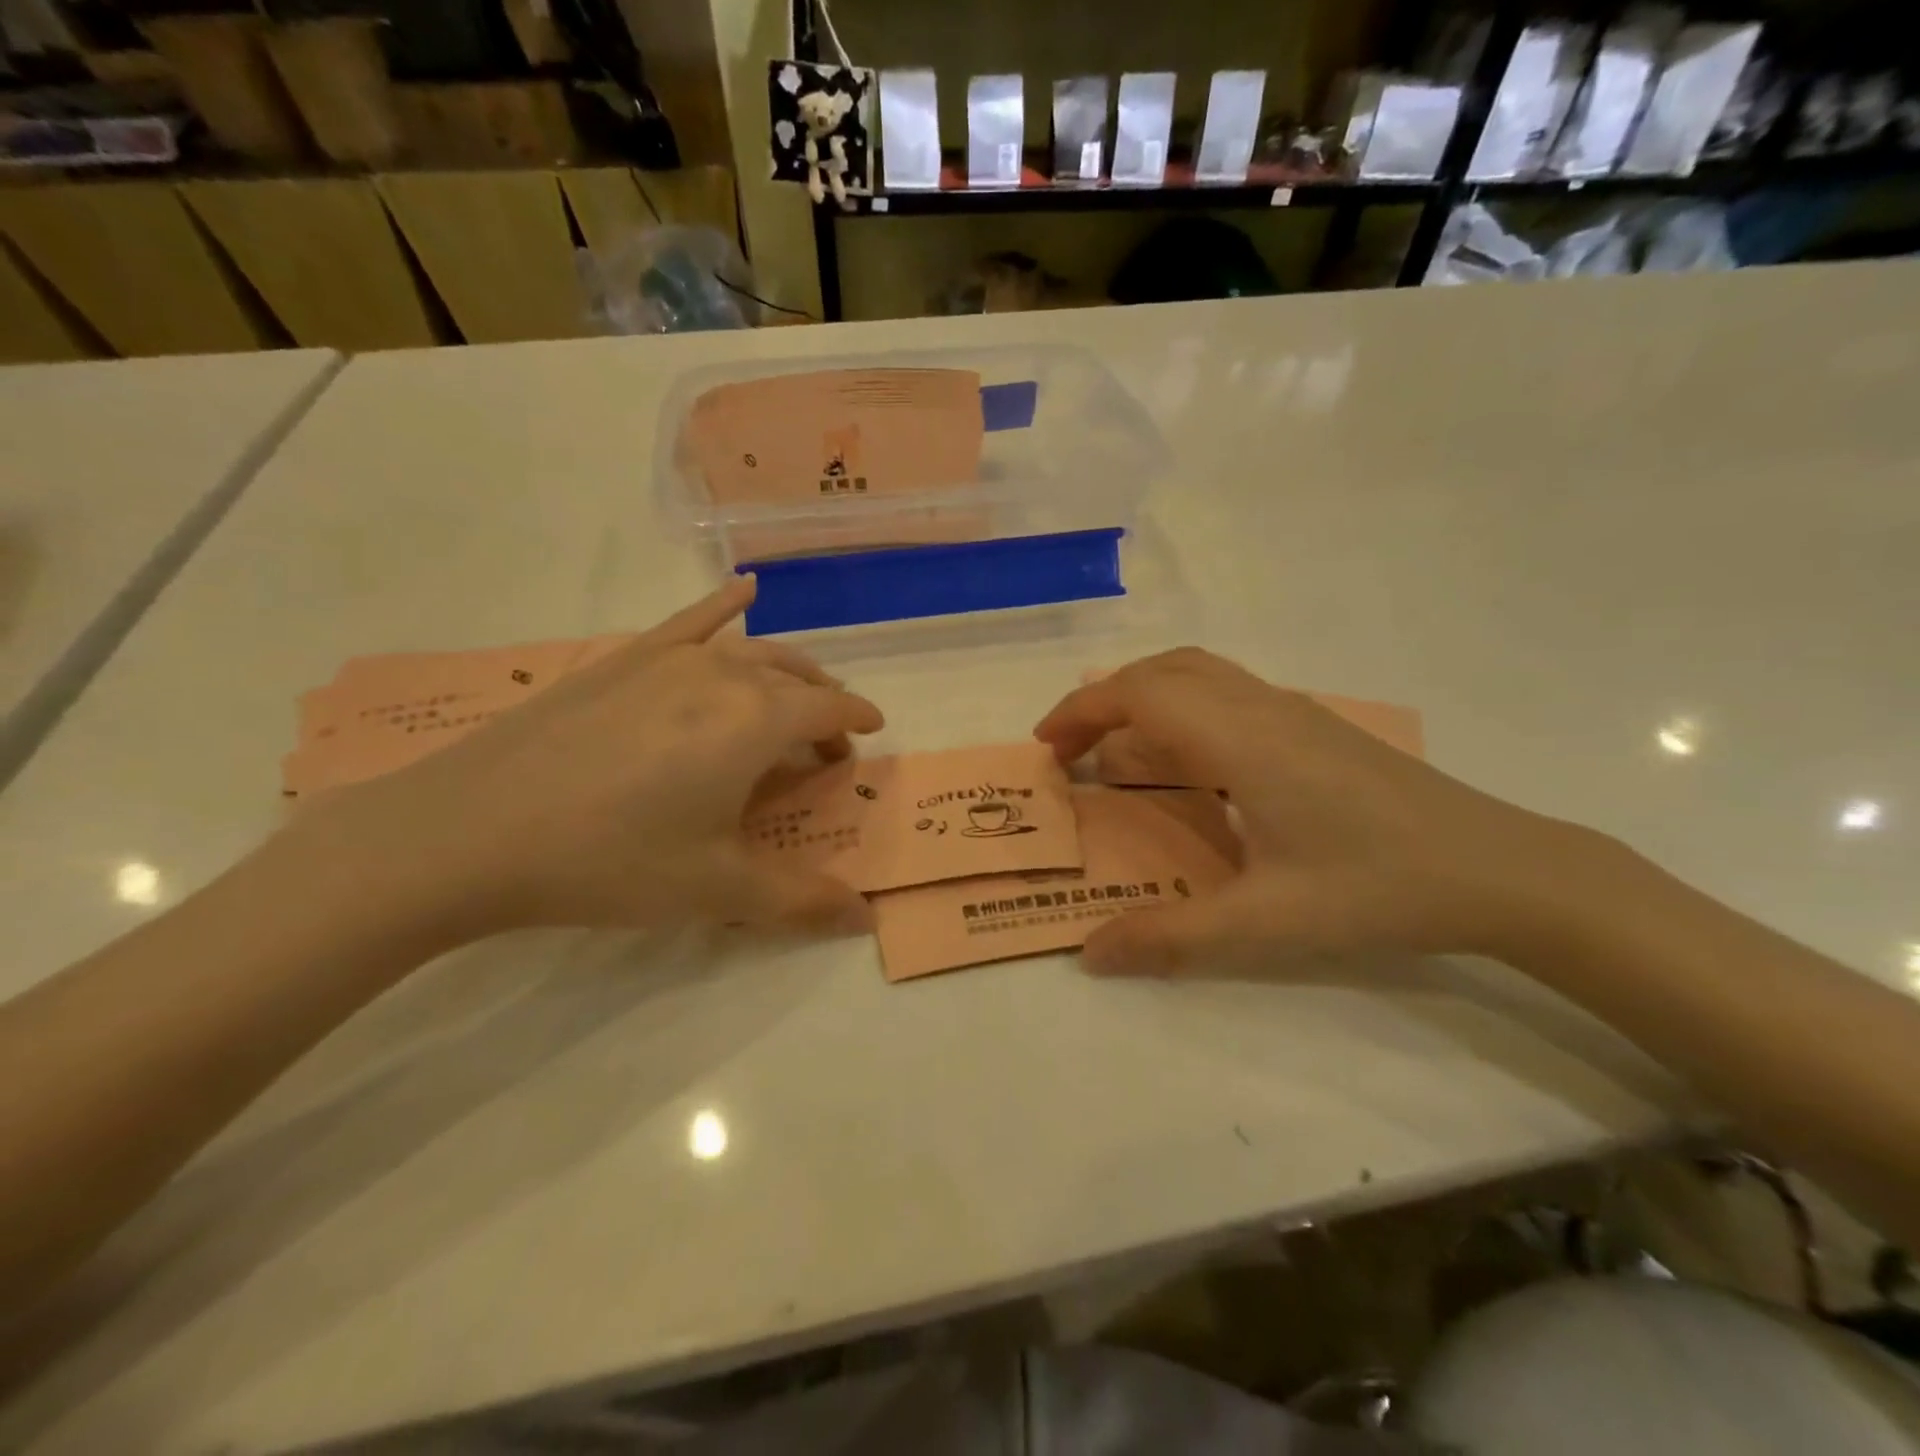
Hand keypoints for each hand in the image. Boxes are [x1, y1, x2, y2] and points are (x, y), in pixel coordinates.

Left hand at [287, 578, 882, 943]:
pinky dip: (723, 605)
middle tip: (825, 742)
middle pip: (796, 677)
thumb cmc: (612, 860)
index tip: (871, 734)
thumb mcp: (717, 889)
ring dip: (786, 670)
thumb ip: (800, 900)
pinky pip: (688, 621)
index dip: (857, 721)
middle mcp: (724, 674)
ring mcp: (668, 659)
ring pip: (751, 650)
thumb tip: (864, 917)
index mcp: (757, 721)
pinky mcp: (622, 659)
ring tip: (792, 693)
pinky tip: (744, 591)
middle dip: (823, 703)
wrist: (471, 831)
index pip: (829, 708)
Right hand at [1033, 649, 1595, 974]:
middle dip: (1104, 700)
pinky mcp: (1314, 726)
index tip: (1046, 746)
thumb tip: (1090, 955)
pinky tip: (1188, 766)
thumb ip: (1170, 938)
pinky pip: (1226, 694)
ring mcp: (1292, 711)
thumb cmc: (1378, 889)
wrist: (1499, 868)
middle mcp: (1260, 708)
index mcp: (1240, 740)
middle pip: (1163, 671)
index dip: (1082, 711)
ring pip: (1198, 674)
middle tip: (1071, 749)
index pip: (1140, 694)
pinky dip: (1181, 709)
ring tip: (1116, 749)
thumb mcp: (1266, 924)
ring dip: (1144, 697)